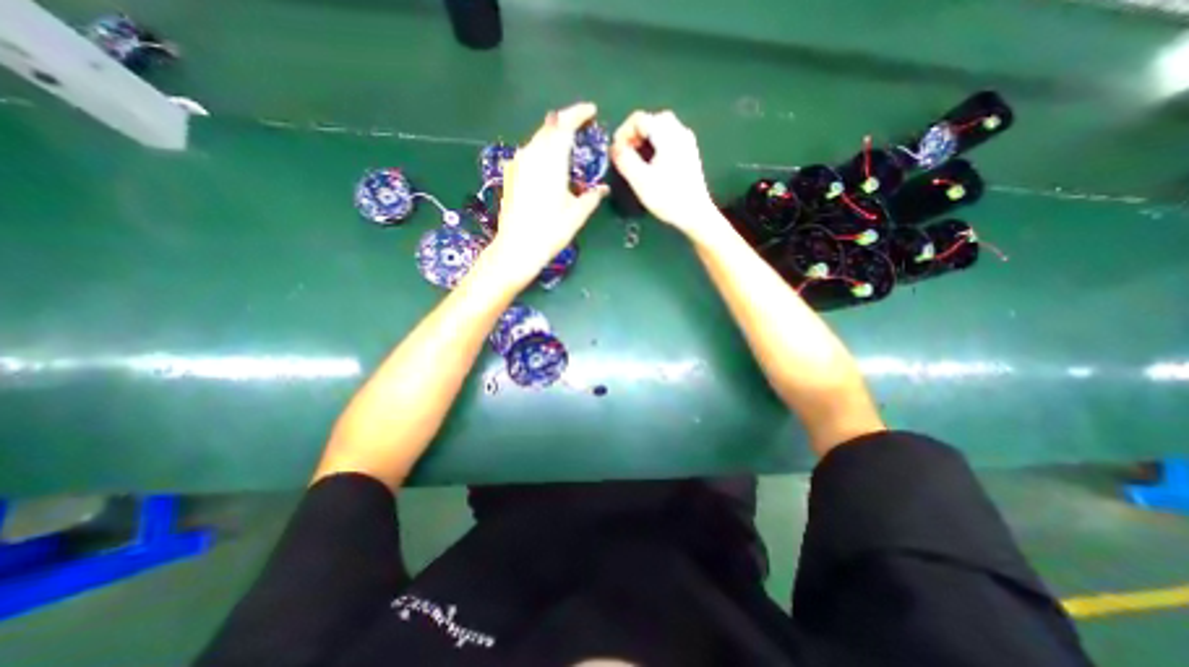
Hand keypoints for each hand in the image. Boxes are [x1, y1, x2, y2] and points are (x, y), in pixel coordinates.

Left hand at [487, 102, 606, 284]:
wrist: (516, 249)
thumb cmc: (550, 232)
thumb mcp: (577, 215)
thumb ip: (591, 197)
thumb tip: (602, 189)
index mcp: (551, 161)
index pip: (564, 125)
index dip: (578, 113)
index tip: (591, 111)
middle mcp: (531, 155)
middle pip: (549, 127)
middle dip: (566, 122)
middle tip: (582, 126)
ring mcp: (518, 164)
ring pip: (537, 139)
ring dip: (553, 136)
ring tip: (568, 145)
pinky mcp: (510, 175)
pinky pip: (529, 152)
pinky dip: (543, 150)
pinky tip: (549, 163)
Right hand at [613, 109, 723, 242]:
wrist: (695, 215)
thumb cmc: (668, 198)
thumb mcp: (640, 180)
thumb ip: (625, 160)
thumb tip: (614, 147)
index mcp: (667, 134)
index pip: (639, 118)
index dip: (623, 132)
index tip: (615, 152)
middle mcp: (679, 131)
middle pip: (651, 120)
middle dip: (634, 134)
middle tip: (625, 154)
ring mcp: (687, 142)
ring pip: (660, 128)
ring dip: (644, 139)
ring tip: (635, 160)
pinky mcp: (689, 154)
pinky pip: (668, 139)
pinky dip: (655, 145)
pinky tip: (651, 163)